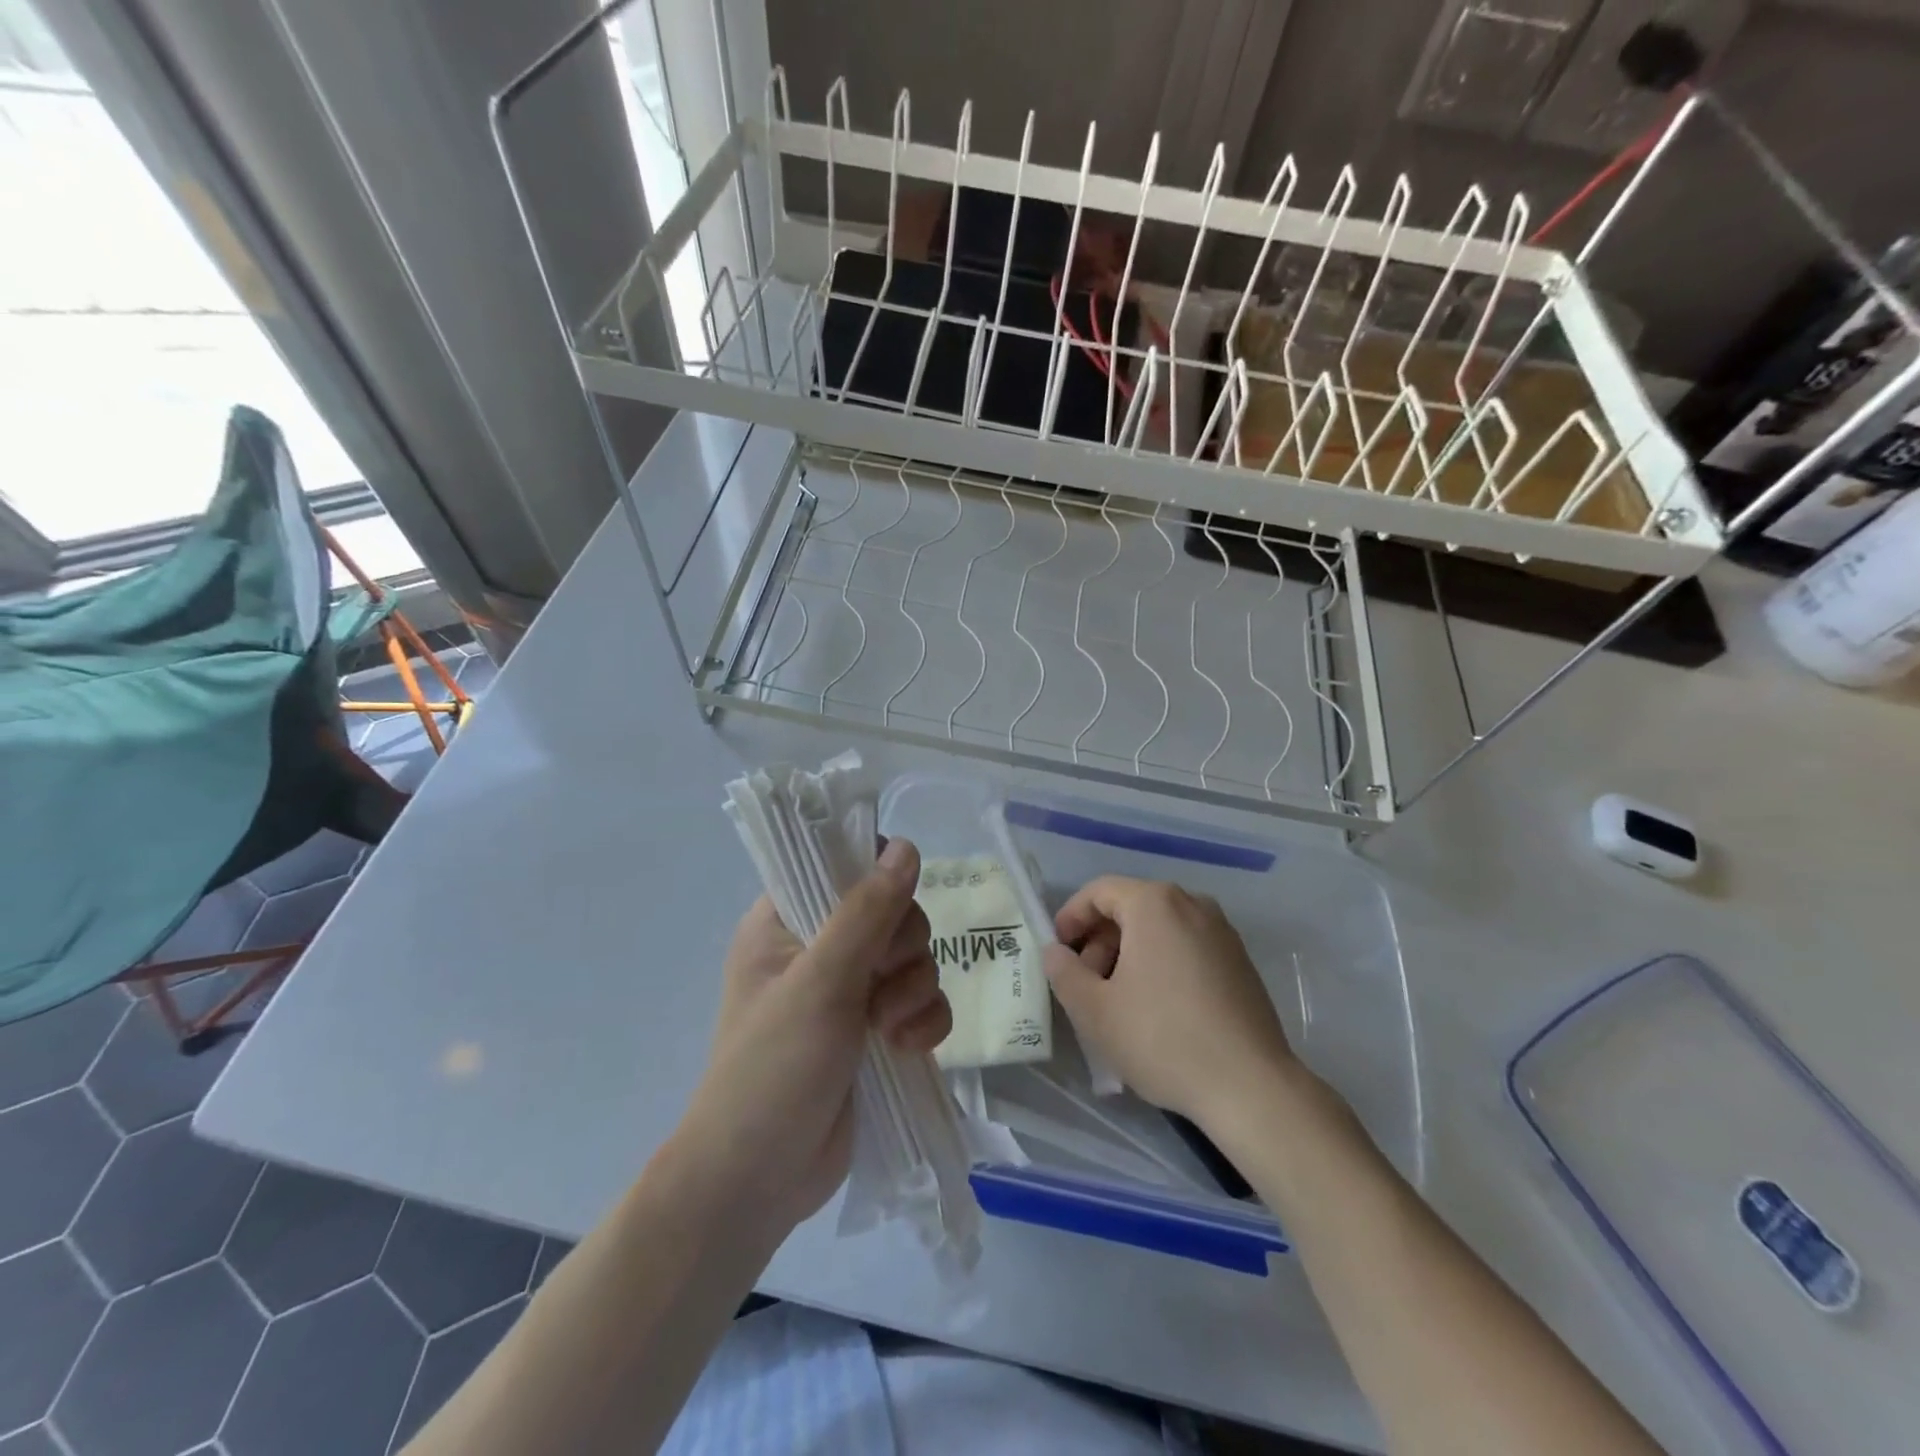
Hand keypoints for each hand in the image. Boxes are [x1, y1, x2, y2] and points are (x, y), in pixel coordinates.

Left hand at [678, 839, 951, 1234]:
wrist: (759, 1181)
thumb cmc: (772, 1069)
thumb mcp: (820, 983)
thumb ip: (867, 912)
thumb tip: (905, 846)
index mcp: (786, 921)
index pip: (840, 865)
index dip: (876, 877)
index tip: (890, 907)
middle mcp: (820, 948)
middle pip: (893, 911)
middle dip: (901, 949)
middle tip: (880, 983)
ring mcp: (851, 991)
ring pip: (914, 958)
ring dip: (914, 991)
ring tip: (888, 1030)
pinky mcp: (878, 1031)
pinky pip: (924, 1002)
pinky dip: (924, 1022)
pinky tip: (906, 1049)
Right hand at [1041, 877, 1298, 1129]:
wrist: (1251, 1087)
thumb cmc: (1162, 1039)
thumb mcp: (1094, 1010)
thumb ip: (1064, 972)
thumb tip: (1055, 952)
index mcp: (1155, 904)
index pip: (1099, 891)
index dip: (1071, 917)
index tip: (1058, 951)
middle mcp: (1192, 904)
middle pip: (1131, 908)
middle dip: (1100, 941)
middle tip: (1085, 983)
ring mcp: (1222, 932)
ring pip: (1160, 929)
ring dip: (1129, 954)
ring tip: (1117, 1000)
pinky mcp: (1240, 962)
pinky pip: (1187, 947)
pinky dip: (1161, 964)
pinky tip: (1157, 1009)